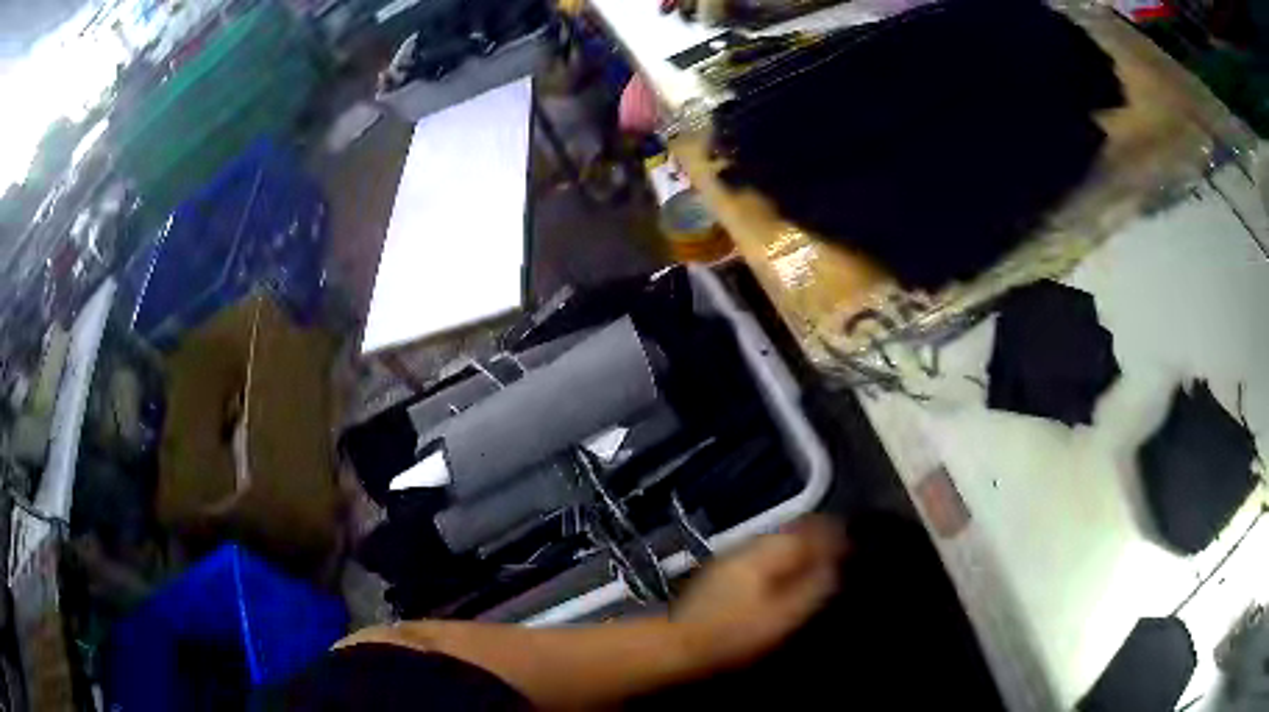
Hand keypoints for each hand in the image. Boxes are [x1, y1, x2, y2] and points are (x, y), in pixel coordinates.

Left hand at [671, 517, 846, 669]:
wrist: (680, 645)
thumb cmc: (735, 634)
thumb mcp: (782, 616)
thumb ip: (812, 588)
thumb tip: (834, 566)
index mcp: (764, 553)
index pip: (805, 533)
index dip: (829, 534)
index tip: (849, 539)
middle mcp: (746, 548)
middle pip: (787, 534)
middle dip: (812, 537)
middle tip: (834, 548)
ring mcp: (728, 560)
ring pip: (771, 545)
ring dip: (793, 547)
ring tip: (813, 559)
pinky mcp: (717, 576)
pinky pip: (758, 558)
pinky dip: (776, 560)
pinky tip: (780, 575)